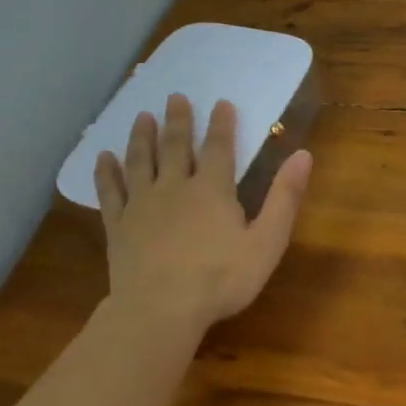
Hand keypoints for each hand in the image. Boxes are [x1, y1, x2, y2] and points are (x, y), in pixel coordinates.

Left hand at [92, 93, 312, 335]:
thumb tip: (303, 155)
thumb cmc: (221, 279)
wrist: (160, 310)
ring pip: (140, 162)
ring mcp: (142, 205)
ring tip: (142, 116)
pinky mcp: (118, 226)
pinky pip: (110, 192)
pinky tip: (102, 158)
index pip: (219, 148)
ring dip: (142, 137)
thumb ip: (285, 197)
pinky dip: (106, 173)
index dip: (221, 124)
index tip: (221, 102)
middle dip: (178, 121)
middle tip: (175, 96)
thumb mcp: (267, 241)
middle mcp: (174, 188)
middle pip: (175, 147)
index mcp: (212, 190)